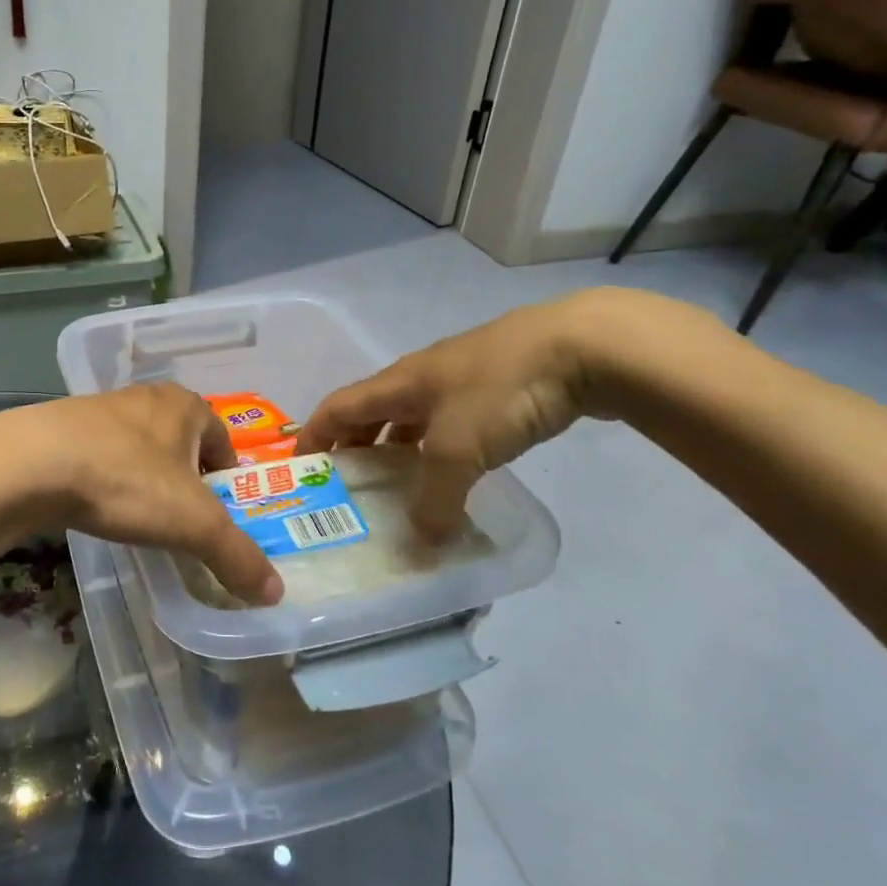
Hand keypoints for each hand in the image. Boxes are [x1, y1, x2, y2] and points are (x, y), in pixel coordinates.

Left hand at [0, 386, 282, 604]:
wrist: (31, 464)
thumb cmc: (127, 481)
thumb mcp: (193, 525)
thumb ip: (237, 556)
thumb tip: (275, 593)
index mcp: (186, 406)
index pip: (223, 439)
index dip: (227, 477)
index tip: (219, 513)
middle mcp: (146, 397)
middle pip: (181, 442)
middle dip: (186, 478)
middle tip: (182, 519)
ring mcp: (101, 408)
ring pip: (139, 446)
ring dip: (145, 476)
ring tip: (138, 515)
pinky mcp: (62, 425)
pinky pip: (100, 453)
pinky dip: (106, 477)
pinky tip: (96, 505)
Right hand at [296, 293, 616, 538]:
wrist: (586, 345)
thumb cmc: (502, 390)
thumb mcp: (458, 451)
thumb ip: (433, 499)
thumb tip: (422, 540)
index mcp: (398, 382)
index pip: (336, 408)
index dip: (313, 437)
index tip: (300, 472)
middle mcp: (421, 377)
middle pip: (372, 412)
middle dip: (354, 448)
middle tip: (350, 488)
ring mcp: (462, 377)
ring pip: (414, 418)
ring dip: (399, 450)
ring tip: (399, 486)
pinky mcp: (499, 385)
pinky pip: (452, 422)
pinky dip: (440, 448)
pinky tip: (457, 471)